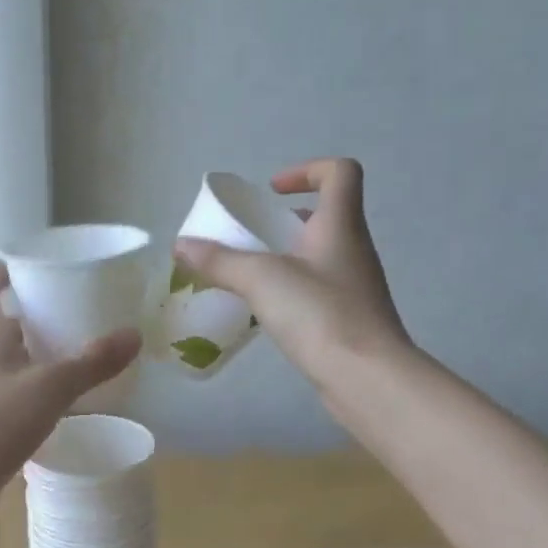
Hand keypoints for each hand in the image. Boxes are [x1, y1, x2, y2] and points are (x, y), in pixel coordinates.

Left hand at [0, 263, 141, 489]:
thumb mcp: (51, 387)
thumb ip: (92, 363)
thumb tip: (133, 334)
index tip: (22, 271)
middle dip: (26, 322)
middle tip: (66, 321)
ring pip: (4, 370)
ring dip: (30, 364)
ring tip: (70, 366)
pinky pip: (8, 406)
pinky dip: (30, 402)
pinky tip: (57, 414)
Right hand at [175, 158, 408, 384]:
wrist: (366, 377)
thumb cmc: (319, 314)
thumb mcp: (261, 279)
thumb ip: (220, 261)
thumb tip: (181, 245)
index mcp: (340, 226)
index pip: (339, 173)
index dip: (306, 170)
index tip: (271, 191)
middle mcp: (353, 250)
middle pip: (327, 216)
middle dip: (286, 221)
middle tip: (252, 238)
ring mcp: (355, 288)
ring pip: (321, 257)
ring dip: (288, 258)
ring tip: (251, 278)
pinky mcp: (350, 321)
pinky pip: (318, 292)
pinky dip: (293, 292)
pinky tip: (267, 313)